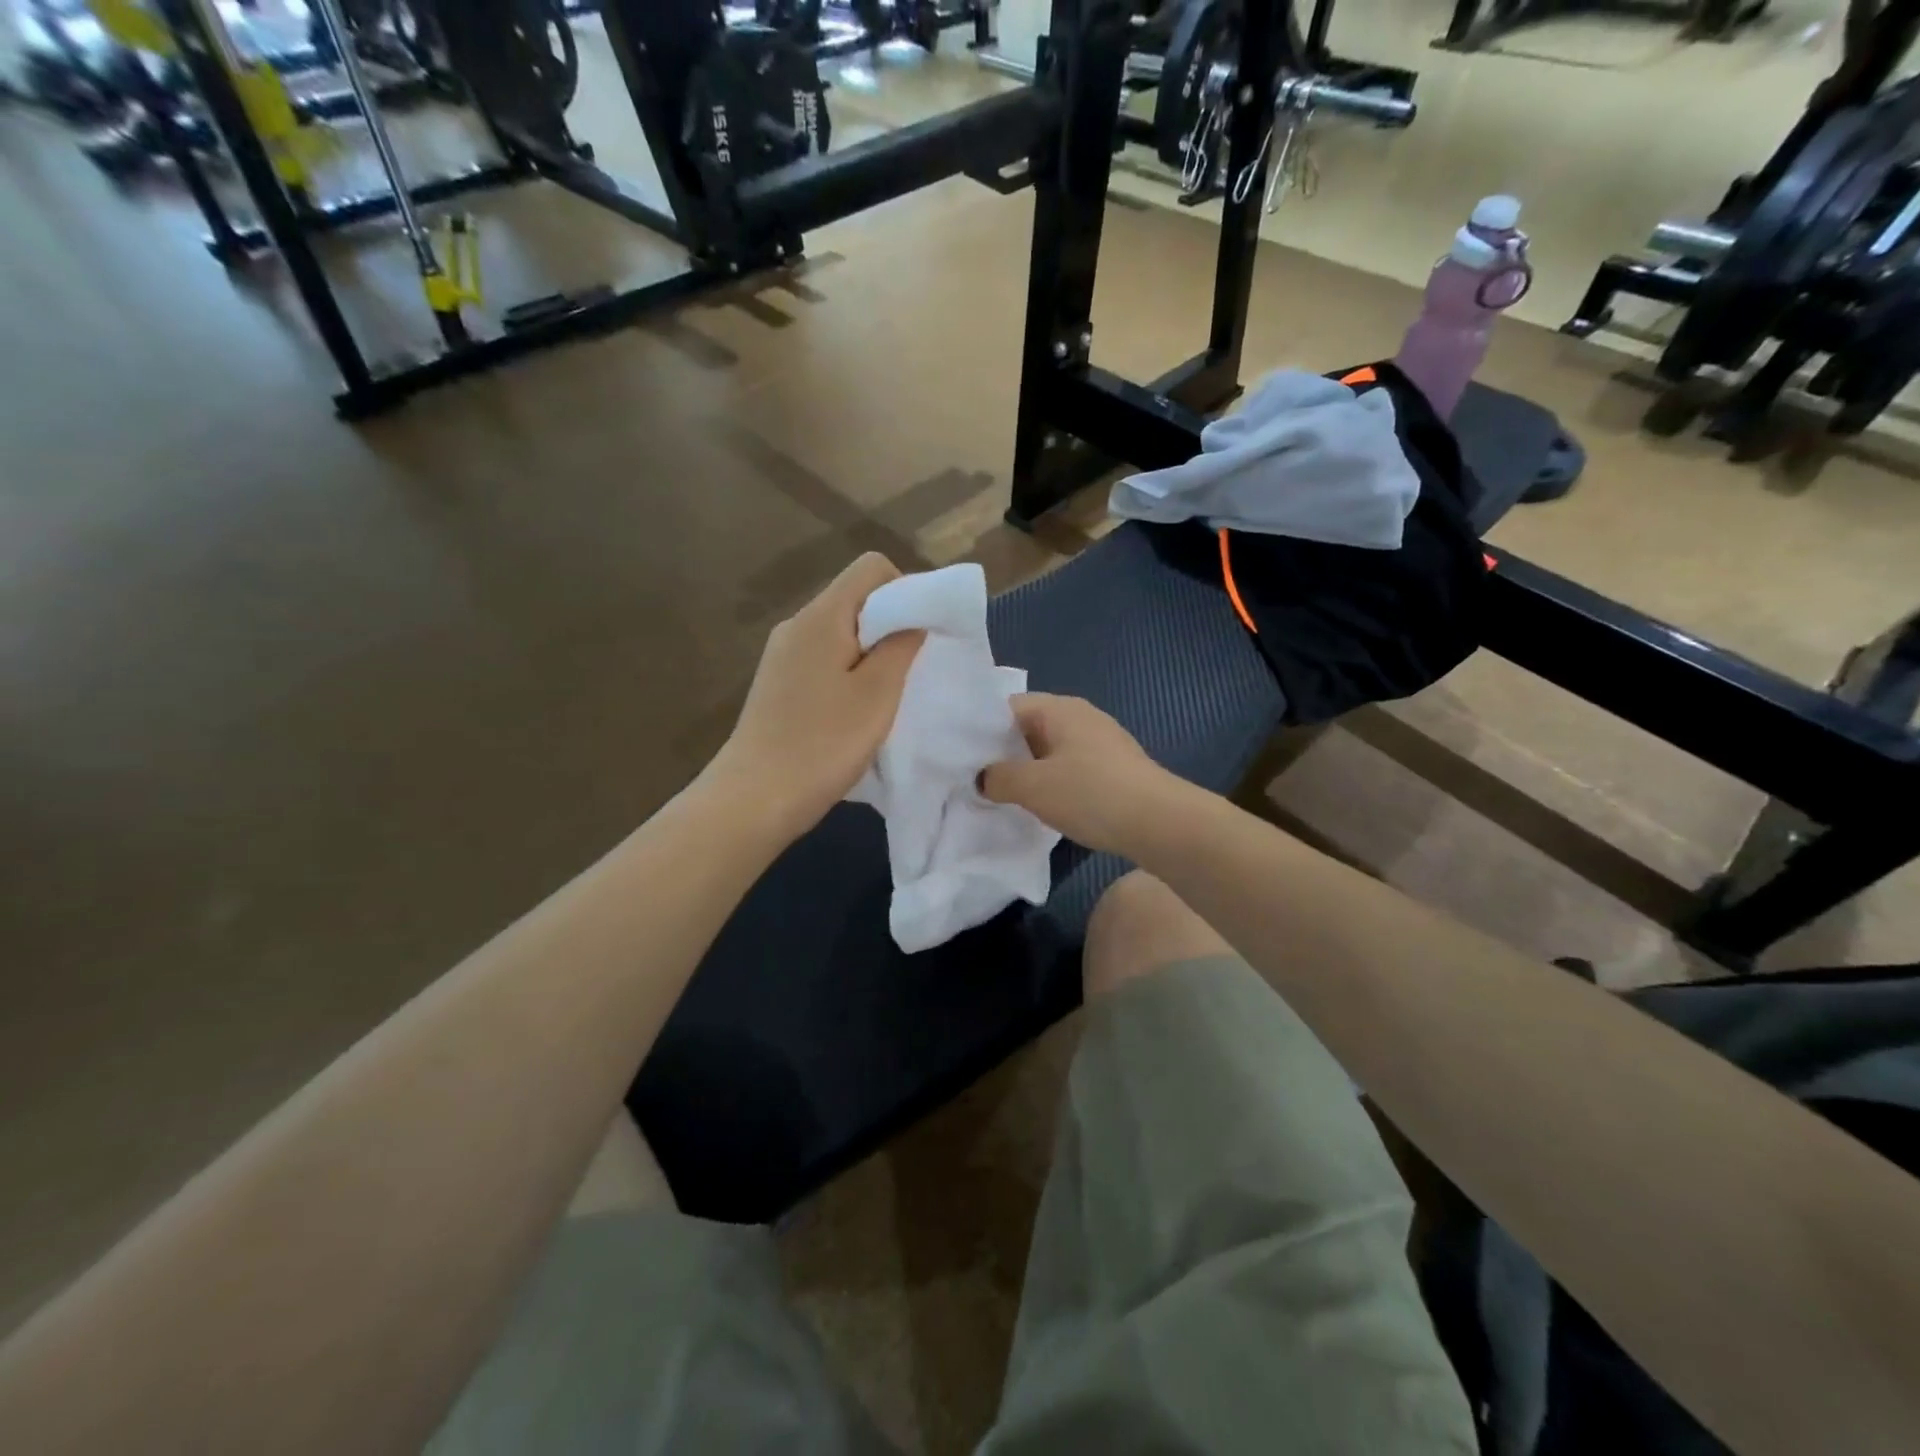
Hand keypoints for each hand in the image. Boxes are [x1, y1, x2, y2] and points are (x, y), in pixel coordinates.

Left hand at [708, 553, 923, 843]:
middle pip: (855, 599)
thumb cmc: (823, 743)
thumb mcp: (877, 694)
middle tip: (912, 670)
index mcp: (821, 616)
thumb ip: (901, 646)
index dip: (906, 588)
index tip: (922, 633)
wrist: (754, 798)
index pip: (871, 567)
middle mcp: (797, 625)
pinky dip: (849, 673)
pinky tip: (855, 713)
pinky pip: (824, 660)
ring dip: (872, 654)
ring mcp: (782, 655)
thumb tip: (913, 619)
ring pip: (840, 633)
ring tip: (886, 697)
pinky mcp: (778, 684)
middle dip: (891, 624)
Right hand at [980, 693, 1180, 854]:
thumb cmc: (1090, 794)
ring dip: (1028, 771)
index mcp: (1058, 708)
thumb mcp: (1033, 787)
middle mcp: (1080, 716)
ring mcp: (1100, 741)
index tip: (961, 759)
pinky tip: (1044, 806)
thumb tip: (982, 778)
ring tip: (1004, 797)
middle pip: (1028, 728)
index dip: (980, 731)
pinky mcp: (1114, 767)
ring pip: (1049, 750)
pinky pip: (1070, 767)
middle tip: (977, 781)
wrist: (1160, 822)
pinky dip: (1052, 782)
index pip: (1006, 707)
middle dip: (1002, 754)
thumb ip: (998, 778)